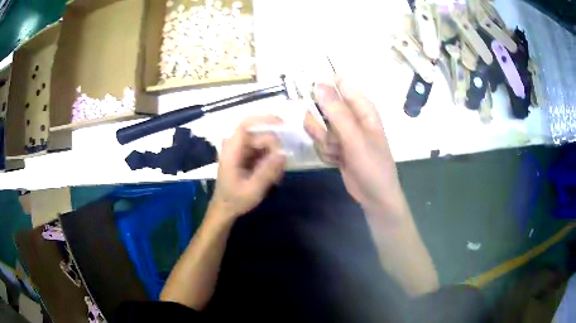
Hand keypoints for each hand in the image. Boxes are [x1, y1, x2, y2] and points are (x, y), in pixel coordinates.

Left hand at [209, 115, 286, 220]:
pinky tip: (273, 174)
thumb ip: (267, 171)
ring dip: (273, 154)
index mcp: (231, 149)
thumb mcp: (253, 189)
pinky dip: (270, 158)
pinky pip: (261, 149)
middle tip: (281, 166)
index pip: (247, 124)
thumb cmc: (235, 200)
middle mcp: (234, 145)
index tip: (283, 124)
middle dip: (274, 146)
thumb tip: (284, 153)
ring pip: (262, 141)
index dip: (265, 119)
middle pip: (259, 133)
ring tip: (277, 174)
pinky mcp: (244, 154)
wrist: (224, 208)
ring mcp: (239, 149)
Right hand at [304, 77, 407, 221]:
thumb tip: (318, 85)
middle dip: (323, 126)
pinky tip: (338, 161)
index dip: (322, 90)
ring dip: (325, 143)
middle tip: (332, 138)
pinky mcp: (336, 147)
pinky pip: (319, 143)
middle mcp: (351, 117)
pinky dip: (326, 153)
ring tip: (339, 153)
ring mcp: (342, 133)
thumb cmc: (372, 165)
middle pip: (322, 108)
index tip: (310, 99)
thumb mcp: (355, 138)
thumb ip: (336, 111)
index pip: (338, 85)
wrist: (374, 196)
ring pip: (318, 128)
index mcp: (362, 107)